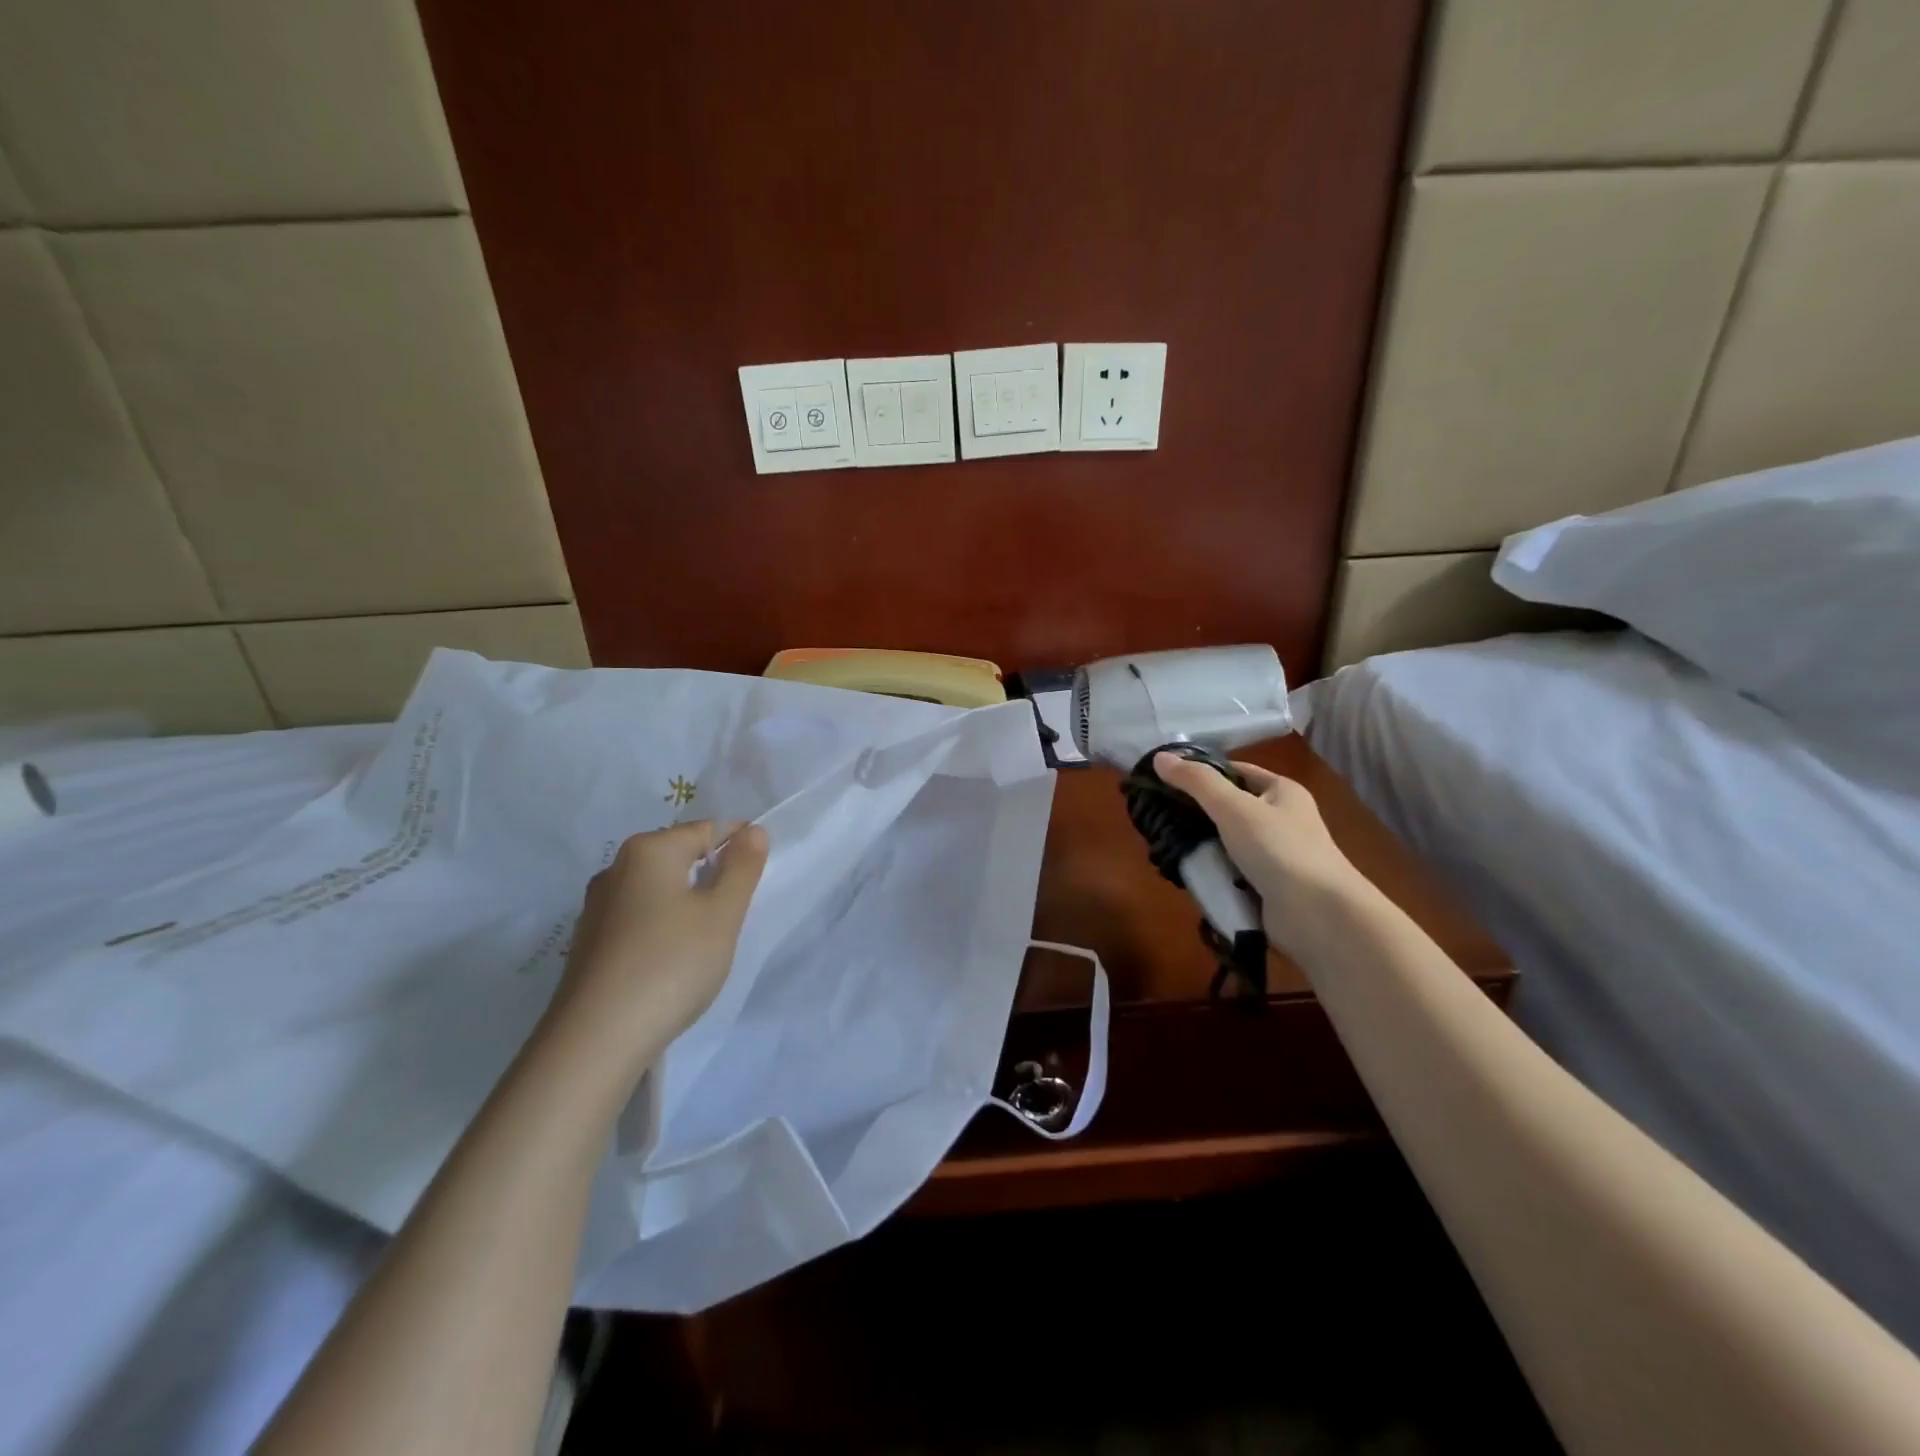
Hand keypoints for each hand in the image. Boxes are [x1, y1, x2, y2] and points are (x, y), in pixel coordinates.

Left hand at [543, 821, 768, 1083]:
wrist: (594, 1041)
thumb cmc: (670, 965)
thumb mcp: (722, 914)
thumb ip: (742, 868)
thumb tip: (753, 831)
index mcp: (648, 850)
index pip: (707, 830)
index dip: (740, 847)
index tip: (758, 879)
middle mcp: (616, 869)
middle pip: (679, 857)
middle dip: (712, 876)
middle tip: (736, 913)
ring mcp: (597, 908)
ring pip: (658, 890)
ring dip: (687, 904)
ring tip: (707, 941)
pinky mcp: (589, 943)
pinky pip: (638, 918)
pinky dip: (662, 928)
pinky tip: (671, 962)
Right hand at [1153, 752, 1361, 950]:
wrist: (1319, 915)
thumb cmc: (1279, 849)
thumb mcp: (1233, 807)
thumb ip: (1196, 782)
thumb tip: (1160, 757)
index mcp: (1281, 791)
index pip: (1235, 771)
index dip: (1202, 772)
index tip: (1165, 780)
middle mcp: (1281, 819)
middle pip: (1228, 807)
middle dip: (1196, 812)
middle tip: (1157, 815)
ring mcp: (1275, 855)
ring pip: (1227, 841)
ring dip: (1201, 845)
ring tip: (1165, 845)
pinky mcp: (1267, 886)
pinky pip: (1231, 871)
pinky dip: (1212, 872)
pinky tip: (1187, 874)